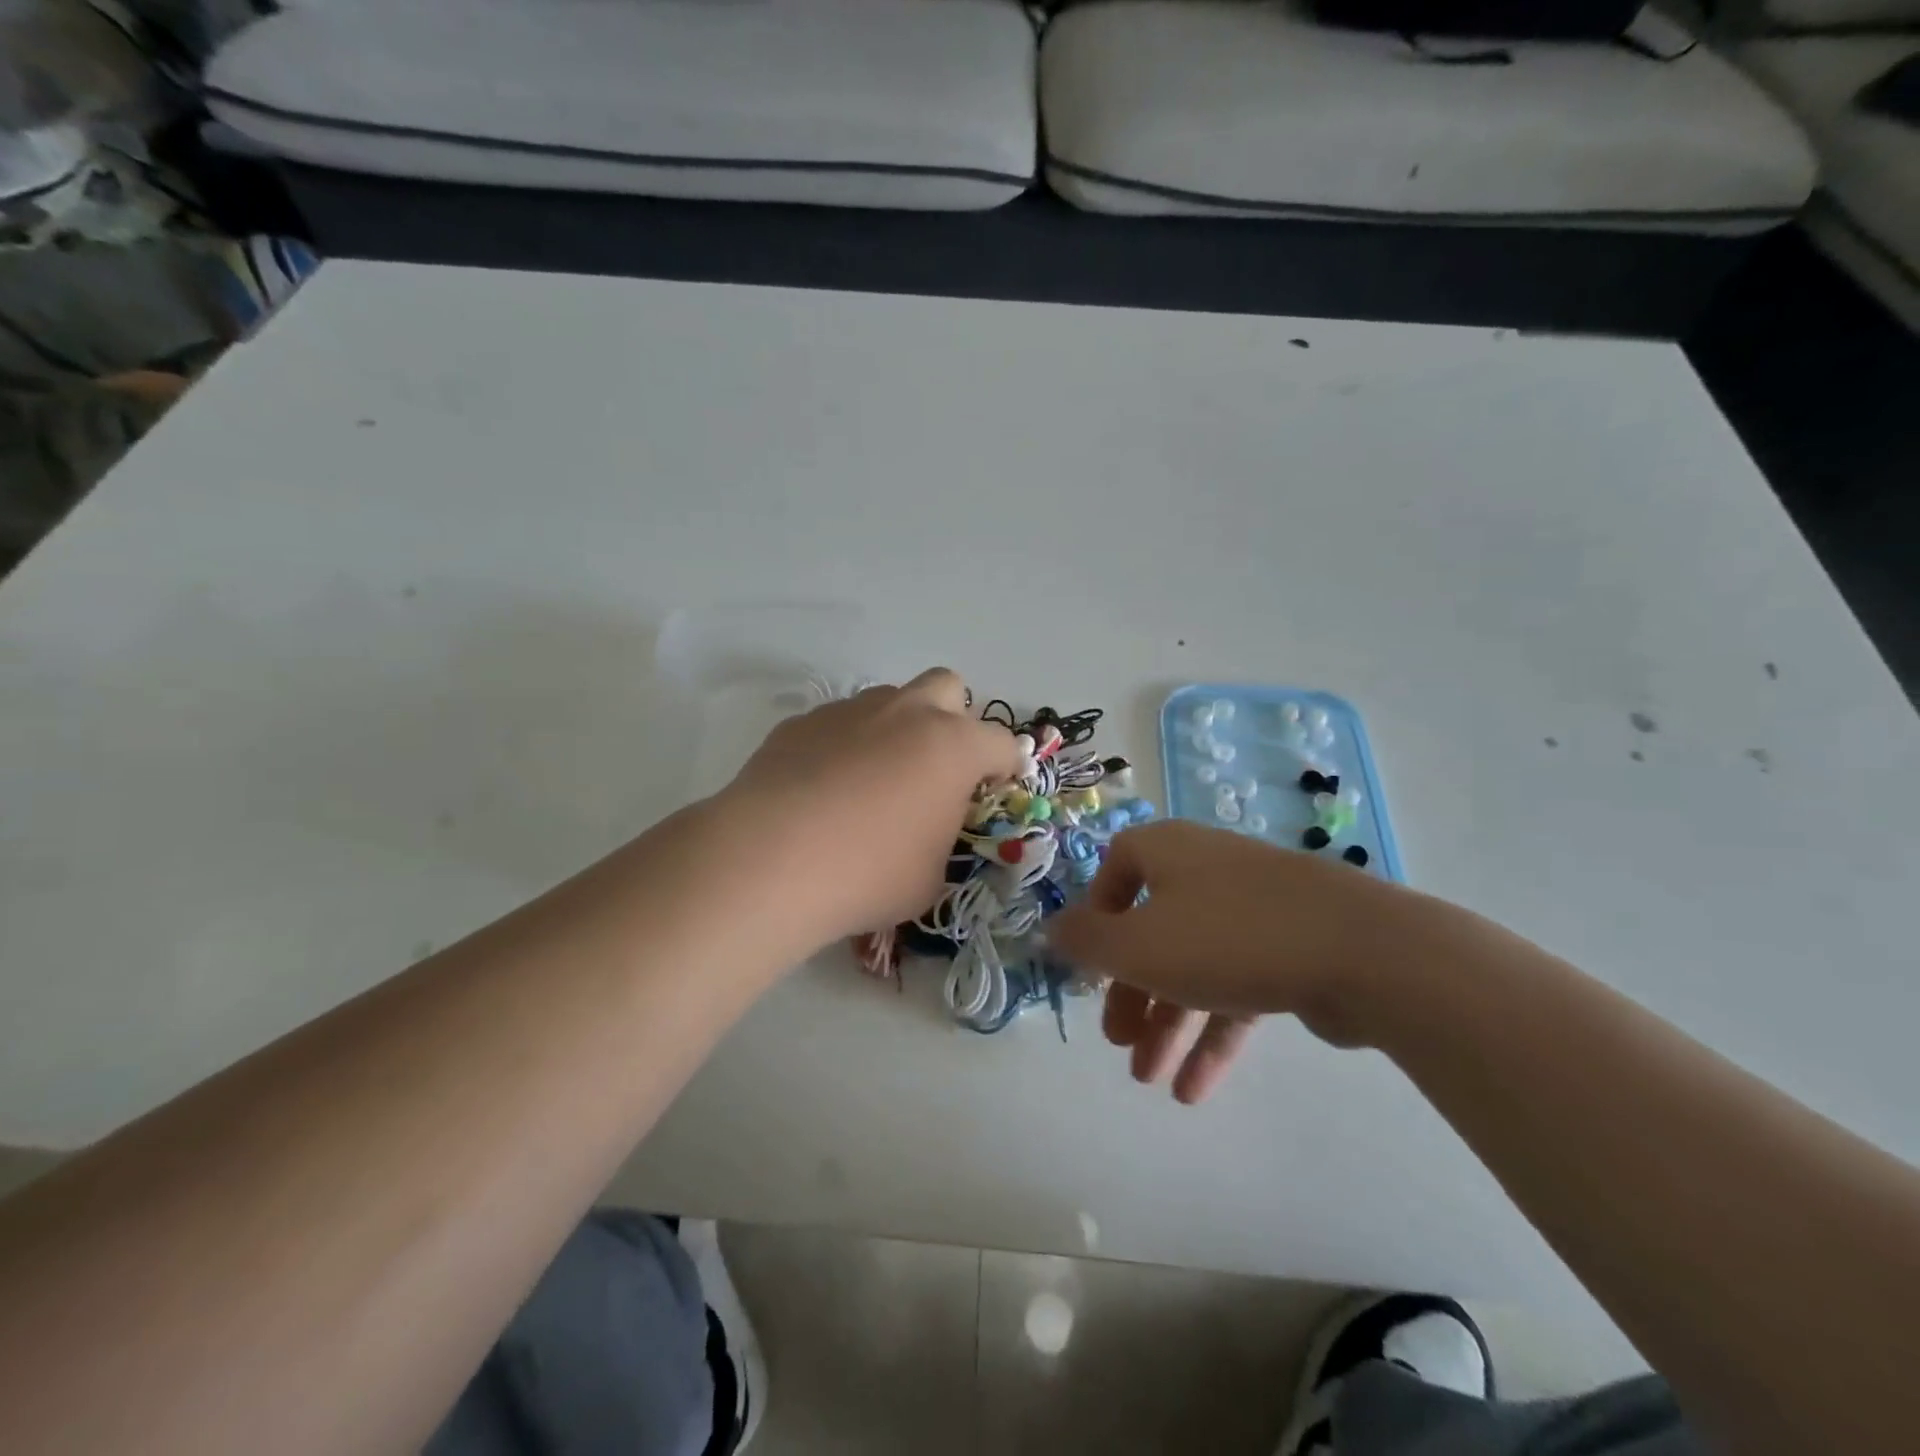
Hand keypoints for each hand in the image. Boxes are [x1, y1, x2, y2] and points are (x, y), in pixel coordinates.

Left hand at [718, 668, 1023, 950]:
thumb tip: (927, 828)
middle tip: (937, 767)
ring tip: (872, 783)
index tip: (996, 789)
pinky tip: (823, 790)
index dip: (1006, 767)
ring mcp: (850, 711)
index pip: (1002, 743)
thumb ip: (942, 839)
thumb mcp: (930, 876)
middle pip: (947, 687)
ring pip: (889, 701)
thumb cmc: (869, 873)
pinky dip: (845, 746)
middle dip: (952, 719)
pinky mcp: (802, 722)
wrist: (771, 860)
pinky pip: (839, 724)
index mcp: (952, 747)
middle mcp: (906, 713)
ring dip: (895, 730)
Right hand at [1046, 820, 1417, 1102]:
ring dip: (1169, 1023)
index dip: (1097, 918)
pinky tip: (1195, 1089)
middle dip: (1132, 991)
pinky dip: (1214, 1033)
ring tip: (1151, 1082)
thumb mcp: (1136, 945)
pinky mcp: (1291, 948)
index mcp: (1167, 851)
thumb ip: (1086, 941)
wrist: (1361, 952)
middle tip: (1119, 1042)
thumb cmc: (1226, 936)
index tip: (1091, 966)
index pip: (1115, 871)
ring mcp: (1253, 908)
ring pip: (1194, 964)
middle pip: (1152, 928)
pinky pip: (1237, 987)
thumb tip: (1053, 928)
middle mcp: (1206, 869)